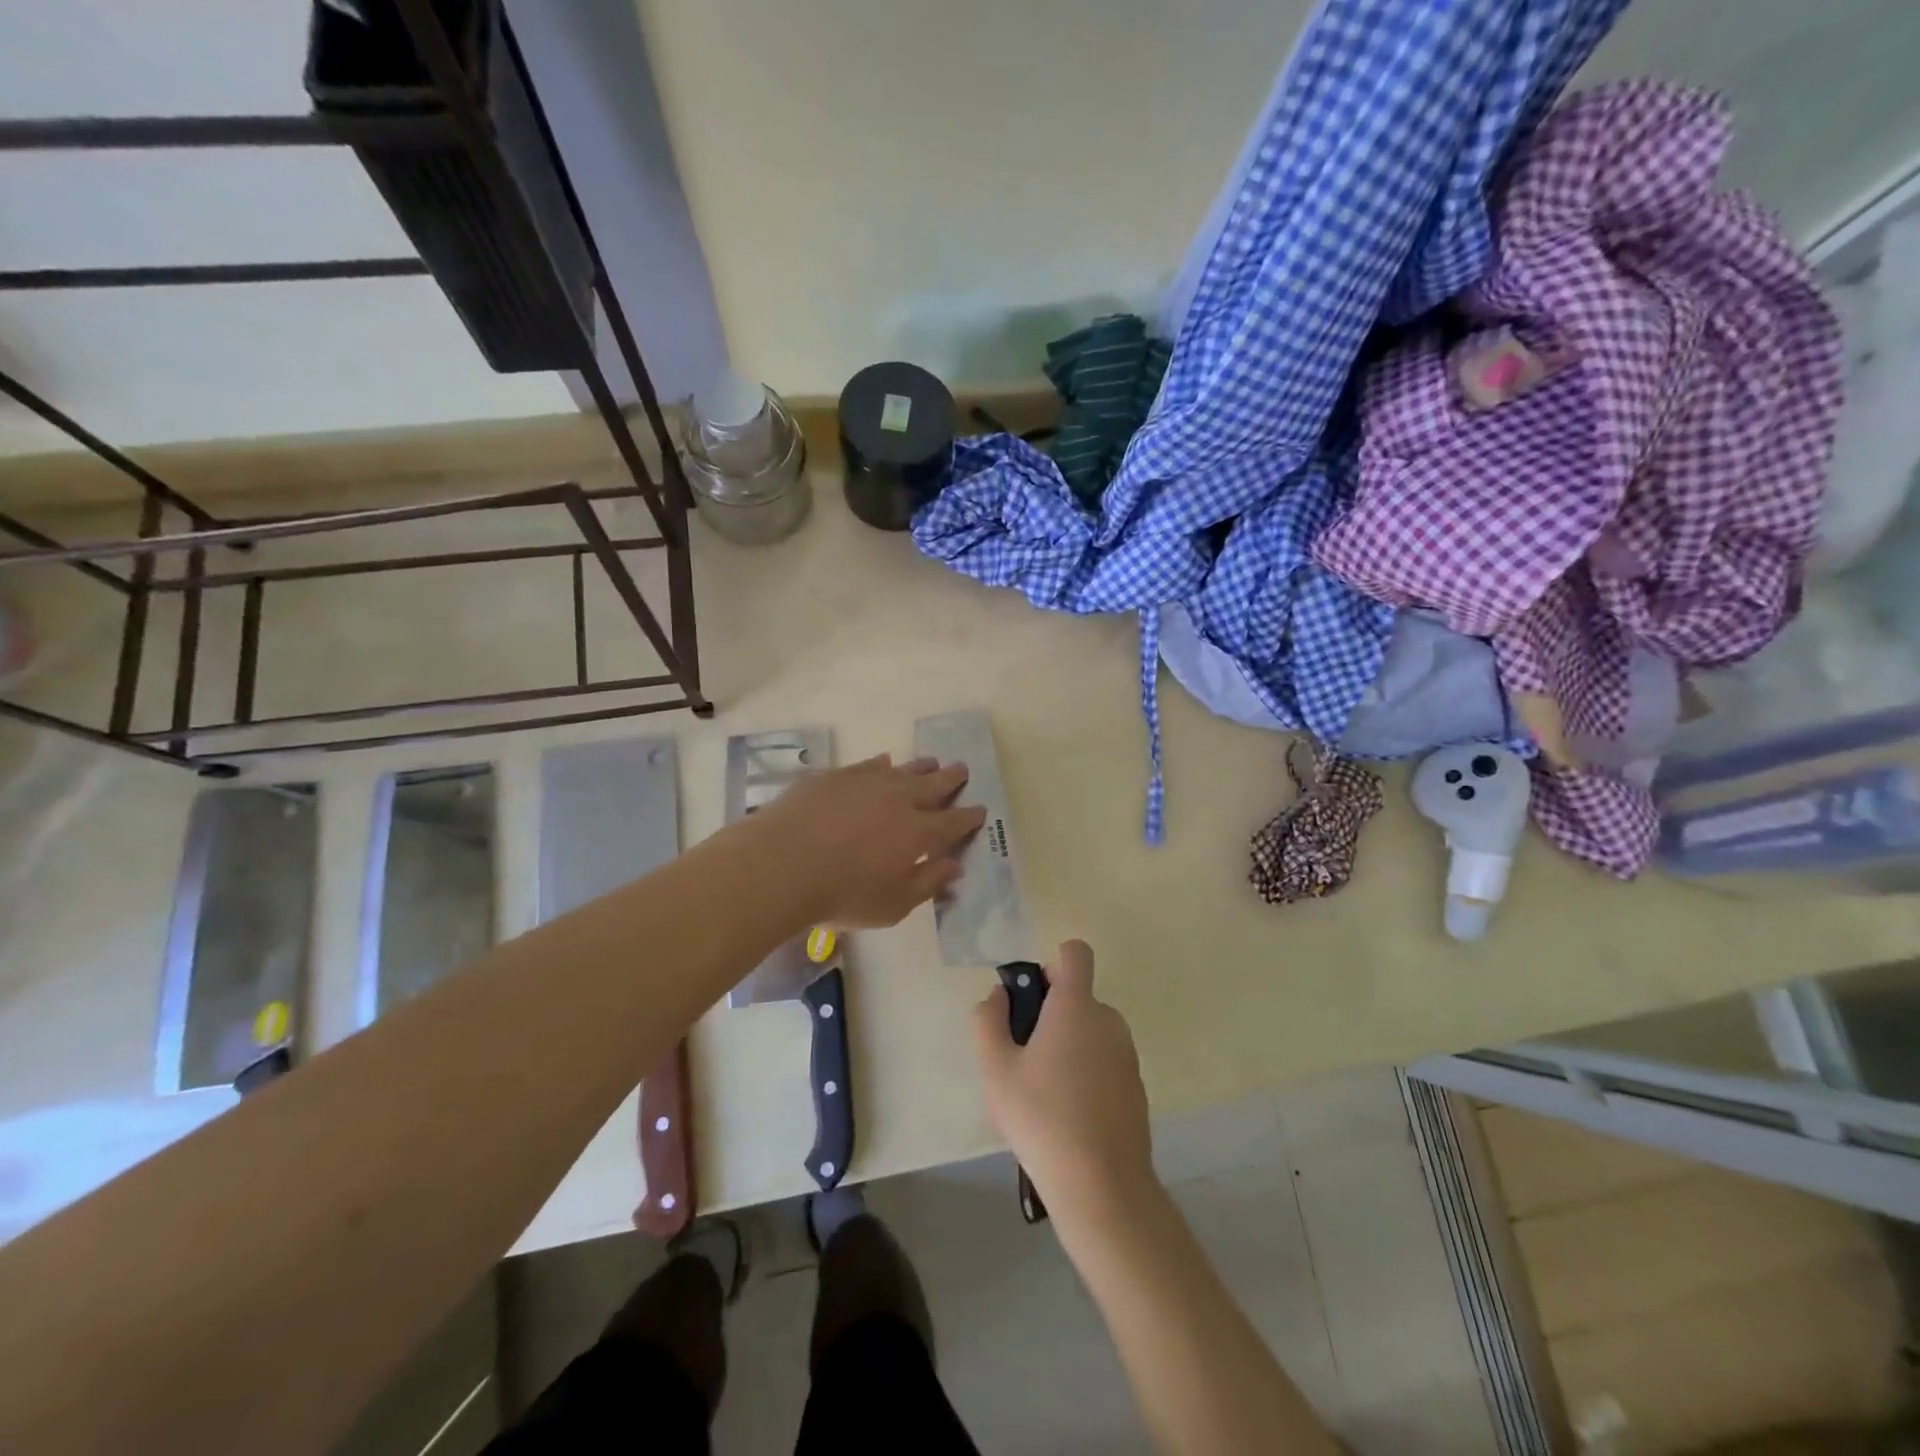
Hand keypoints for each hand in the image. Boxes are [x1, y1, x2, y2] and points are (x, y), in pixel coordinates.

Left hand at [750, 755, 984, 928]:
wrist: (782, 863)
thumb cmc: (842, 894)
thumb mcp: (893, 905)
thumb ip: (927, 883)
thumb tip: (953, 866)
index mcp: (918, 833)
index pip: (953, 821)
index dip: (969, 816)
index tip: (979, 809)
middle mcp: (899, 800)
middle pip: (933, 785)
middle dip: (951, 779)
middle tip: (962, 769)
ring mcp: (867, 783)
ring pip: (903, 770)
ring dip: (921, 767)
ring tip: (932, 762)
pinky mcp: (836, 776)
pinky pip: (868, 765)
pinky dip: (881, 764)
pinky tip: (883, 762)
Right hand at [972, 941, 1155, 1228]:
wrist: (1102, 1185)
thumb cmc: (1041, 1117)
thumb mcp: (996, 1069)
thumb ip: (989, 1021)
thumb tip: (998, 996)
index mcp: (1076, 1006)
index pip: (1075, 953)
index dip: (1052, 964)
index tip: (1032, 998)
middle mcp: (1108, 1020)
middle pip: (1078, 997)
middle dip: (1050, 1015)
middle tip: (1023, 1059)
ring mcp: (1127, 1054)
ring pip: (1090, 1032)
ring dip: (1067, 1046)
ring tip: (1042, 1094)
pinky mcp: (1136, 1086)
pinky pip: (1104, 1061)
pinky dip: (1087, 1073)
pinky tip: (1068, 1115)